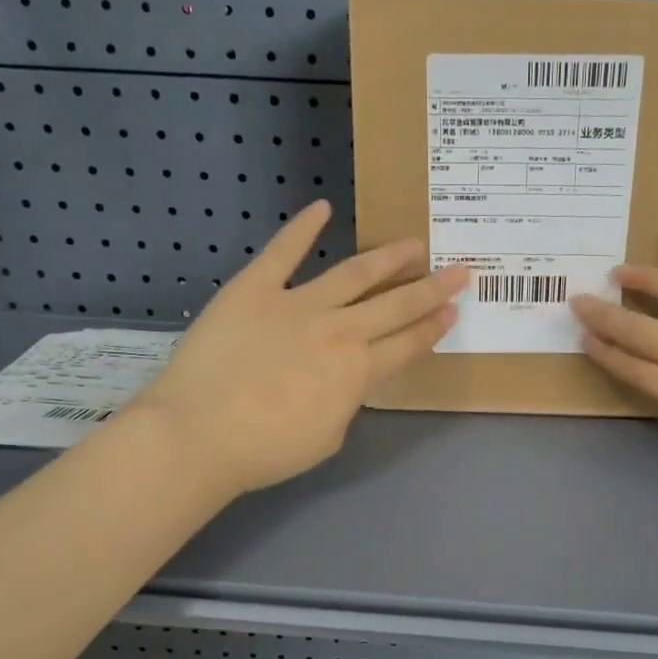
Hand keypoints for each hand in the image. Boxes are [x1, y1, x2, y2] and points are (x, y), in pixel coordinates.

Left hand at [128, 202, 467, 496]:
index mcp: (358, 372)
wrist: (198, 434)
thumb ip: (345, 401)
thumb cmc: (265, 450)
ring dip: (389, 258)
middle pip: (396, 306)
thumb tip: (345, 380)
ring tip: (414, 244)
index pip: (407, 345)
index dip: (433, 328)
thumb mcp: (327, 437)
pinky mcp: (255, 288)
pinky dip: (303, 228)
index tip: (454, 311)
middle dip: (432, 288)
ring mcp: (298, 304)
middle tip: (459, 271)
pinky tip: (323, 207)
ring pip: (355, 274)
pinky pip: (283, 252)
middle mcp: (339, 331)